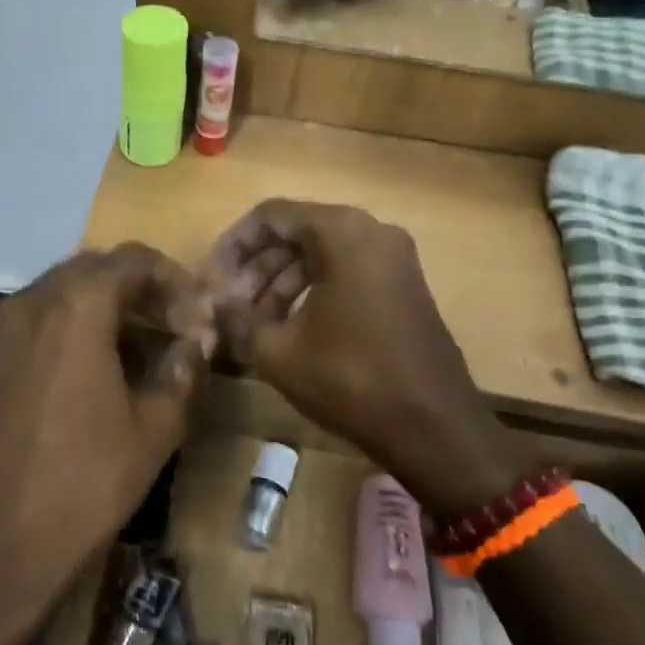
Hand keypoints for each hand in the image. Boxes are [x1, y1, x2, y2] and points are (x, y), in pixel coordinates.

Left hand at [0, 245, 214, 644]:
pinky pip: (41, 322)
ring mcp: (2, 330)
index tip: (198, 315)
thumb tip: (197, 340)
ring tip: (145, 352)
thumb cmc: (83, 484)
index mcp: (76, 306)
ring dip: (108, 310)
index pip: (133, 260)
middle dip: (141, 292)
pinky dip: (76, 329)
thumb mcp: (153, 429)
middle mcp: (32, 302)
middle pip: (96, 270)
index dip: (173, 279)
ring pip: (66, 295)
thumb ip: (182, 370)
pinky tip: (100, 372)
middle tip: (176, 329)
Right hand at [206, 200, 541, 516]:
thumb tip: (211, 304)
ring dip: (279, 284)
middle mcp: (372, 232)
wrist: (434, 427)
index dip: (233, 245)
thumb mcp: (278, 351)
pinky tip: (286, 328)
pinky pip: (345, 274)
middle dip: (255, 268)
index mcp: (342, 232)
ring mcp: (393, 260)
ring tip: (249, 323)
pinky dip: (310, 293)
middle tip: (227, 306)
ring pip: (320, 256)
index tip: (210, 280)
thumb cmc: (351, 379)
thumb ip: (236, 318)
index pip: (271, 216)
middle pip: (297, 234)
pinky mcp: (402, 288)